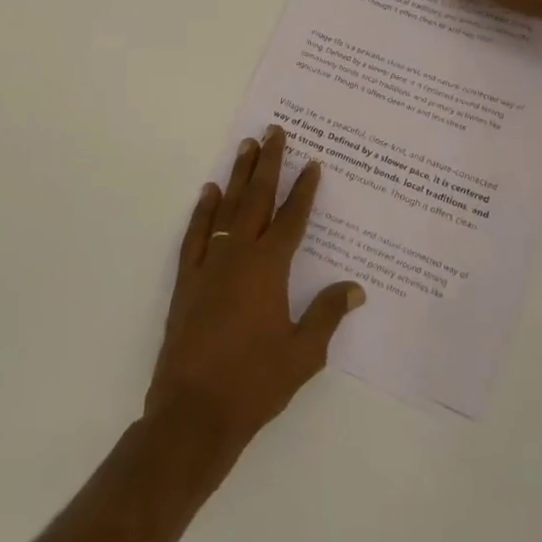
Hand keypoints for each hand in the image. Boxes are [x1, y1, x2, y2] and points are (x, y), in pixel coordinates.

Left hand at [147, 126, 366, 452]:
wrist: (193, 411)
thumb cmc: (255, 383)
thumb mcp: (303, 354)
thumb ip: (327, 315)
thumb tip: (354, 287)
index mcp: (269, 269)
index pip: (291, 219)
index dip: (304, 190)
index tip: (312, 163)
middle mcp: (239, 255)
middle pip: (257, 199)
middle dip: (268, 163)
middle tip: (274, 131)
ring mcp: (209, 264)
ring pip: (226, 208)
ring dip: (237, 176)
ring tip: (245, 146)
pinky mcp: (187, 279)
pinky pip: (196, 234)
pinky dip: (203, 210)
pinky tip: (208, 192)